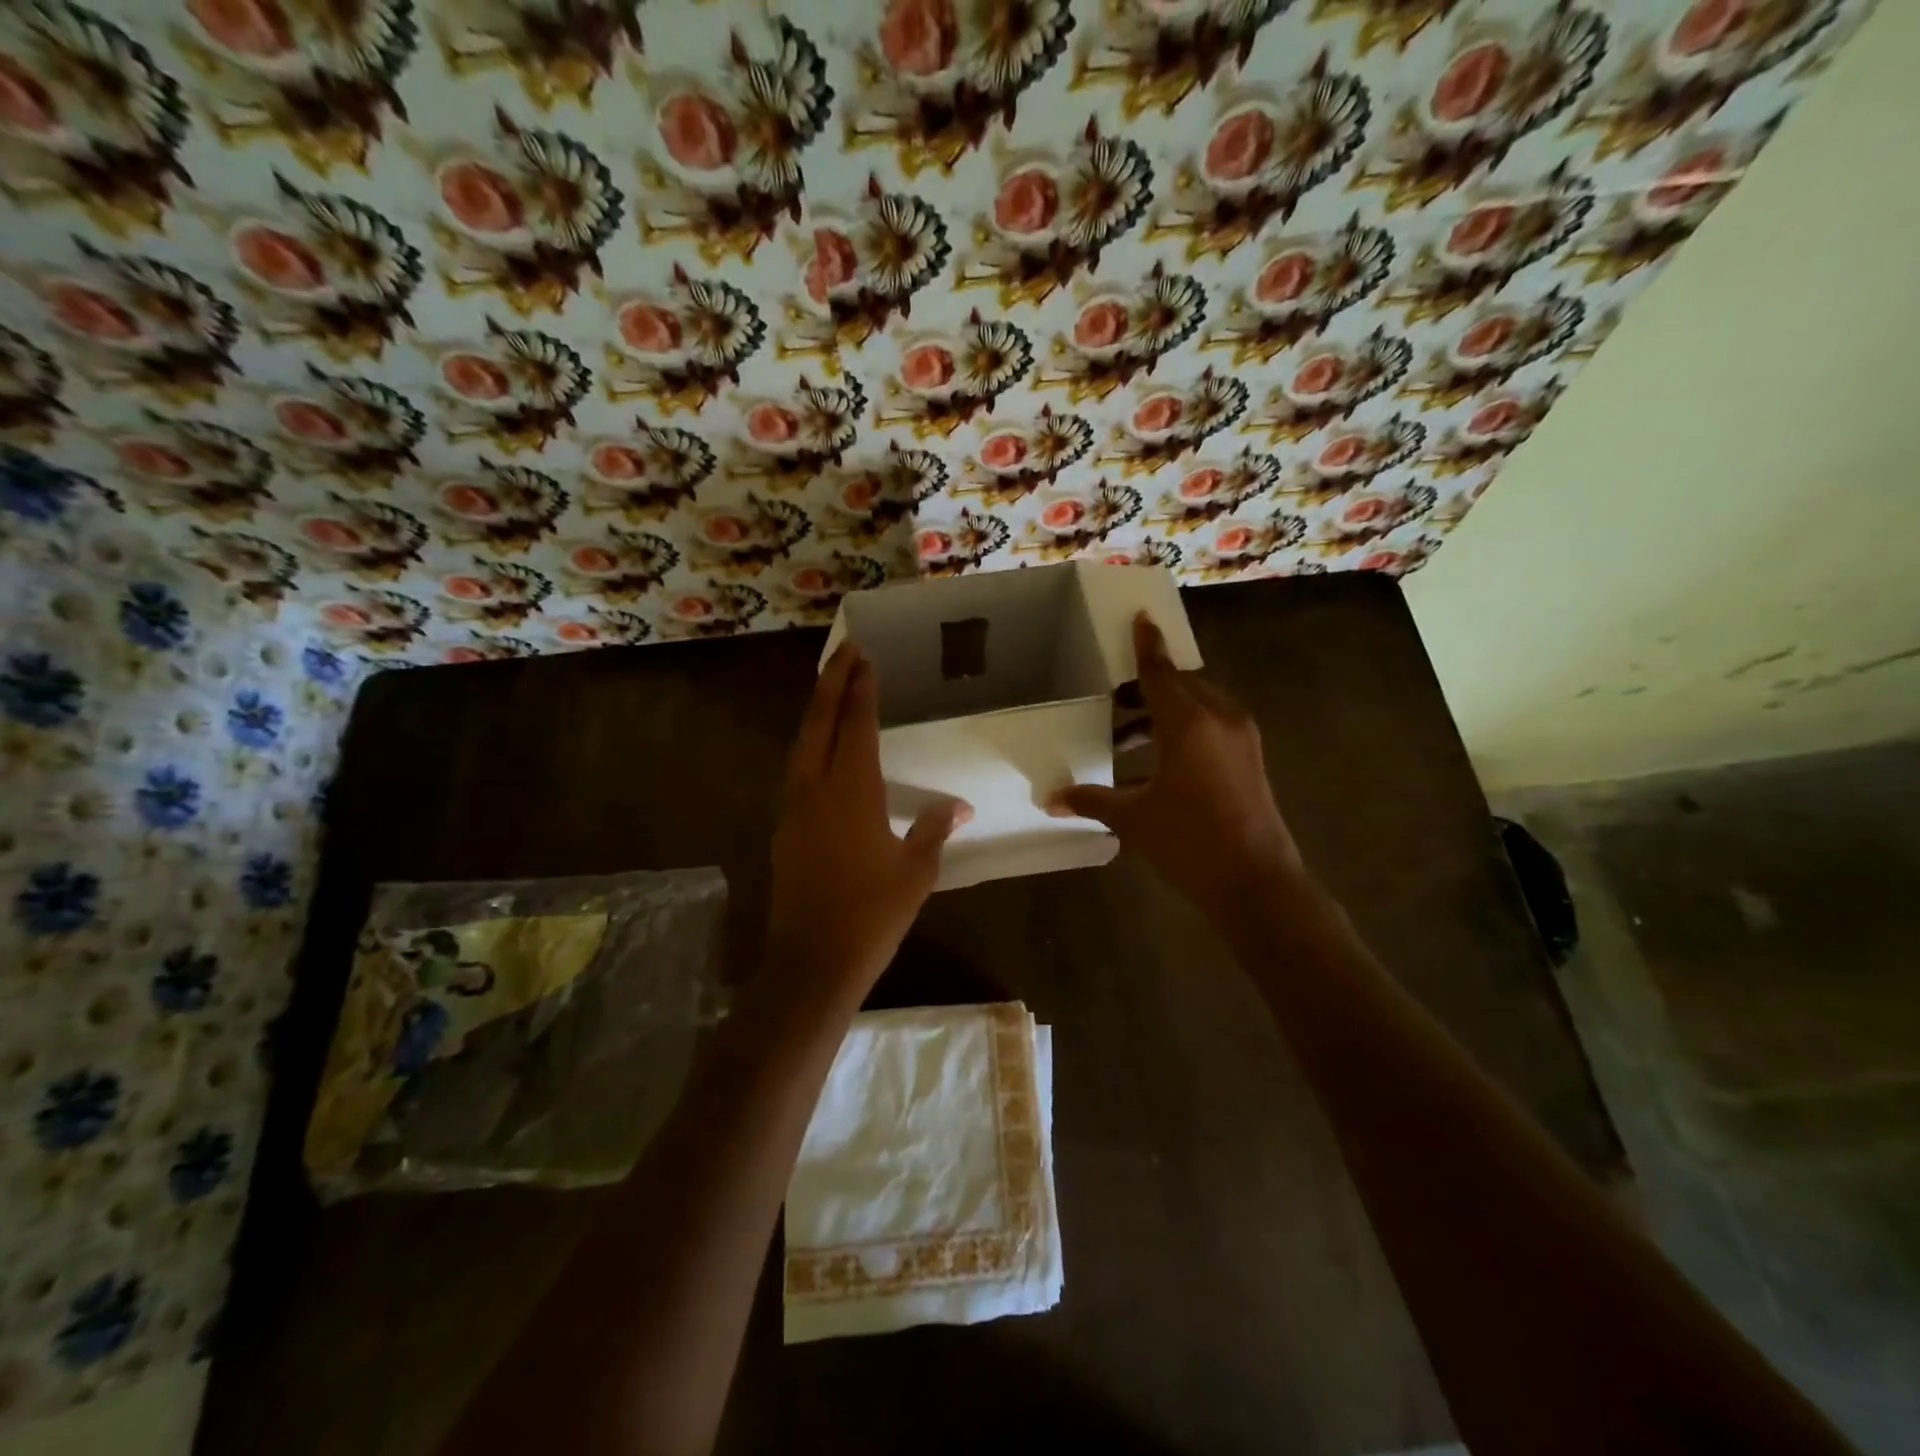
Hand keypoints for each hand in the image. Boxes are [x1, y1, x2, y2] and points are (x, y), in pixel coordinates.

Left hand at [766, 643, 969, 999]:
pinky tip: (820, 749)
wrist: (813, 961)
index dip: (861, 690)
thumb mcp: (916, 872)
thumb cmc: (872, 914)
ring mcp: (793, 808)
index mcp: (852, 791)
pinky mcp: (784, 828)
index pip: (856, 726)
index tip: (865, 658)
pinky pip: (796, 770)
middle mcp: (816, 788)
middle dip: (831, 683)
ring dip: (816, 711)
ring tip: (831, 689)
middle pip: (819, 722)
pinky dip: (809, 744)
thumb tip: (959, 808)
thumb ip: (935, 831)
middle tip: (845, 652)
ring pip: (801, 744)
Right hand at [1050, 613, 1302, 918]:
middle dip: (1147, 686)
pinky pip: (1212, 726)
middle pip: (1180, 685)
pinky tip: (1155, 761)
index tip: (1140, 618)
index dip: (1146, 646)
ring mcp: (1241, 738)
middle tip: (1112, 698)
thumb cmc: (1190, 843)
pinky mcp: (1249, 758)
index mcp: (1190, 723)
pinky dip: (1183, 730)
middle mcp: (1220, 719)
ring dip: (1162, 713)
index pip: (1160, 672)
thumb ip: (1092, 801)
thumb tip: (1051, 799)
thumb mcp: (1134, 819)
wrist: (1257, 885)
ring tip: (1124, 736)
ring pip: (1197, 706)